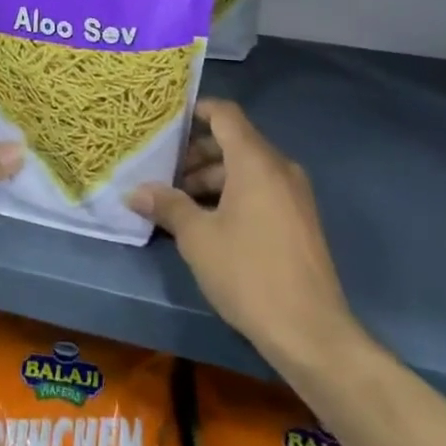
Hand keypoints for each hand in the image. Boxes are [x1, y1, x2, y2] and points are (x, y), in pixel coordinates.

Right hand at [127, 98, 365, 380]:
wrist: (312, 333)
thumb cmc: (249, 273)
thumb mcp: (198, 238)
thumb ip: (166, 205)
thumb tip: (133, 192)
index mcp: (255, 161)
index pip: (225, 114)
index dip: (195, 111)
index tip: (166, 123)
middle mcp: (279, 167)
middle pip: (233, 141)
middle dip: (196, 153)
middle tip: (162, 171)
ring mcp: (294, 194)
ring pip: (246, 168)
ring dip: (212, 177)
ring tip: (178, 202)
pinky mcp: (299, 220)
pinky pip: (261, 190)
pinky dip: (233, 194)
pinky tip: (208, 222)